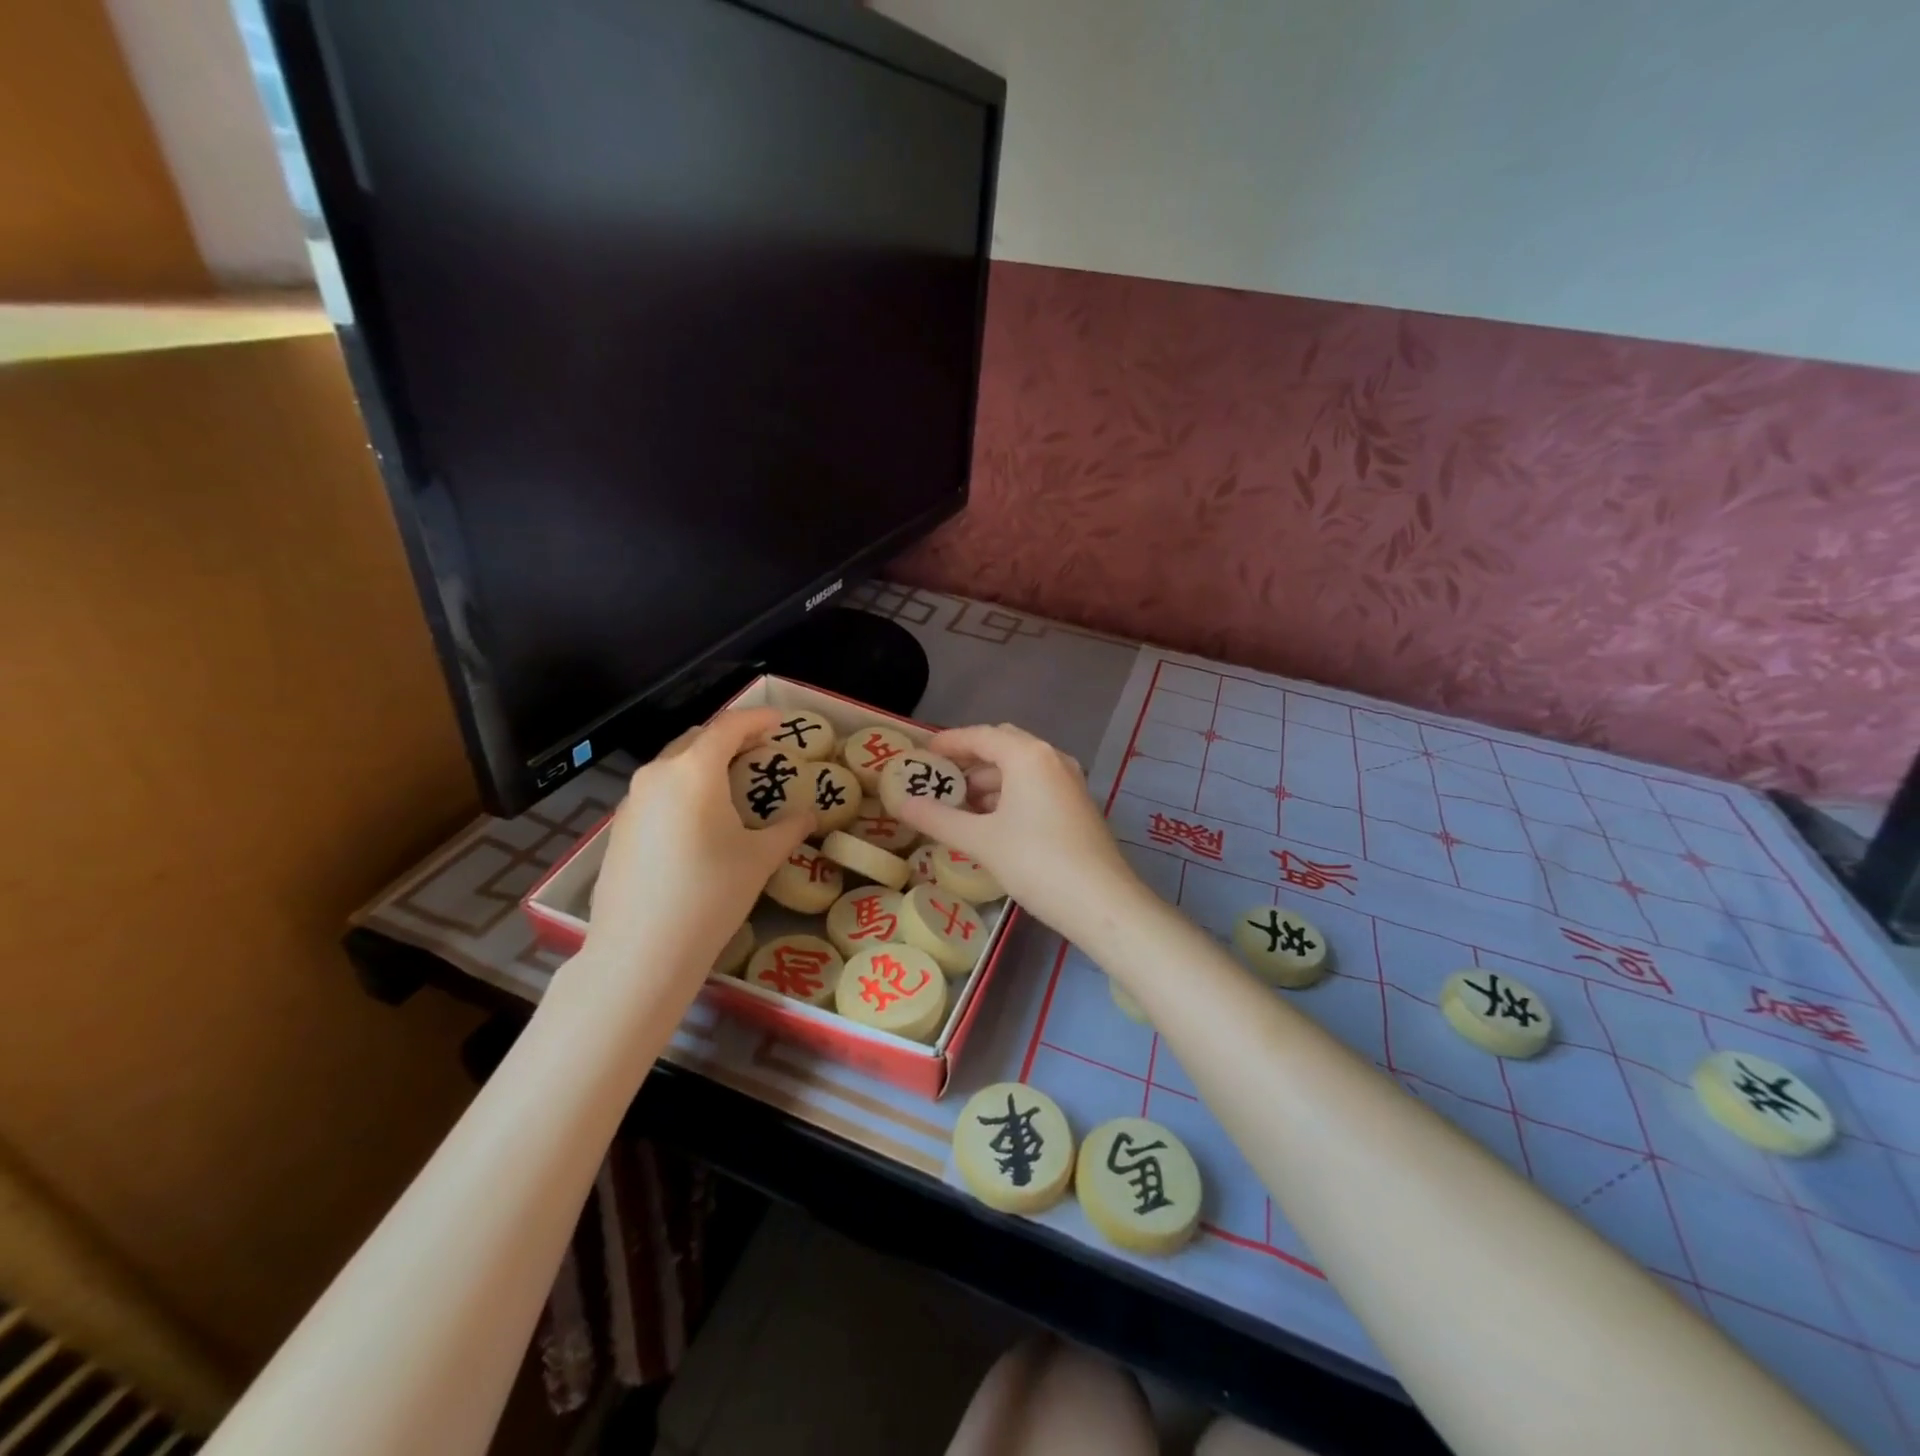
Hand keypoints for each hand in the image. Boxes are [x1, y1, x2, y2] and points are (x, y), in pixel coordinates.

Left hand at [577, 708, 814, 1006]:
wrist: (641, 951)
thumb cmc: (711, 894)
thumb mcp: (760, 859)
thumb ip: (788, 829)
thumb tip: (809, 816)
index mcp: (694, 771)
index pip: (729, 726)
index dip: (757, 718)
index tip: (779, 721)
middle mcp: (657, 775)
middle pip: (697, 739)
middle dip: (729, 739)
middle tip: (759, 752)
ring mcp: (632, 801)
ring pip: (672, 765)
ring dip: (703, 764)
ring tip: (731, 786)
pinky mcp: (619, 828)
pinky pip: (657, 793)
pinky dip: (683, 790)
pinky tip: (698, 821)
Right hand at [894, 723, 1142, 943]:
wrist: (1101, 902)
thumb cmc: (1035, 862)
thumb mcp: (980, 840)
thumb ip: (937, 818)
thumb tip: (900, 804)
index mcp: (1028, 755)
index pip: (980, 735)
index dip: (948, 742)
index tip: (922, 753)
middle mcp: (1052, 758)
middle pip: (1003, 746)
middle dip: (969, 760)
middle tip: (940, 779)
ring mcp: (1070, 782)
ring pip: (1021, 769)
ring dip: (989, 781)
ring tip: (959, 807)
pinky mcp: (1078, 805)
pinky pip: (1036, 786)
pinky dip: (1010, 795)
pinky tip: (992, 822)